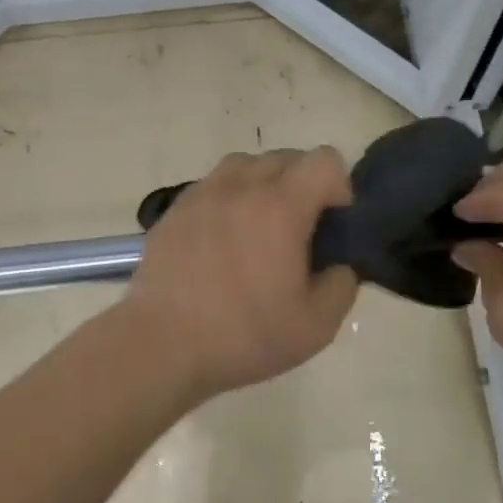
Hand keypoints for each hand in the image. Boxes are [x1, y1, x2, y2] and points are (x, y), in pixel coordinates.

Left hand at [119, 148, 359, 399]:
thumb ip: (342, 285)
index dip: (339, 187)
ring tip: (259, 230)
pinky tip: (223, 242)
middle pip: (286, 158)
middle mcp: (241, 186)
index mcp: (281, 206)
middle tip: (299, 232)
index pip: (325, 160)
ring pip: (245, 165)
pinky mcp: (174, 210)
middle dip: (303, 185)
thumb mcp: (316, 327)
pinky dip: (229, 200)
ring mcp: (202, 194)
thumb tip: (338, 265)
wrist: (161, 345)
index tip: (332, 225)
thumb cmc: (243, 335)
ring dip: (263, 186)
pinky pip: (213, 186)